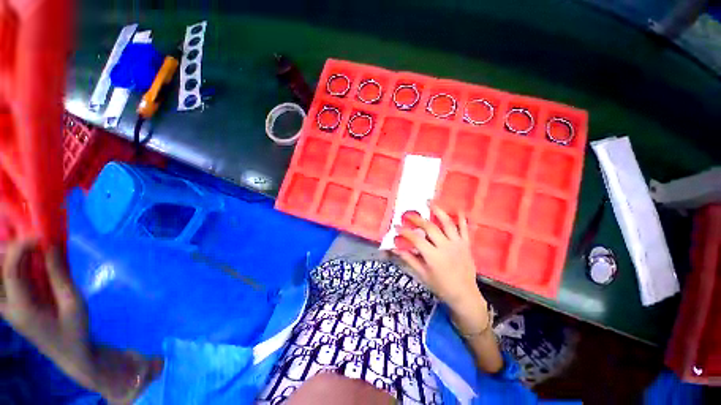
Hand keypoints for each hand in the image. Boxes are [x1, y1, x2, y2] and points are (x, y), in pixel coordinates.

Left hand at [0, 240, 157, 402]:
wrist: (72, 353)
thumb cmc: (76, 330)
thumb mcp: (74, 303)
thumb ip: (59, 275)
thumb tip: (51, 245)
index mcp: (22, 308)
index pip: (10, 269)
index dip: (22, 247)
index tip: (41, 236)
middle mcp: (7, 307)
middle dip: (8, 250)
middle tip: (31, 242)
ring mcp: (7, 308)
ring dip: (7, 258)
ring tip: (28, 249)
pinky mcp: (12, 307)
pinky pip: (3, 283)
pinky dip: (10, 267)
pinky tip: (26, 262)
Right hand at [393, 203, 484, 311]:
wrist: (465, 295)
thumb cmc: (441, 286)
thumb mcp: (422, 275)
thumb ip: (409, 259)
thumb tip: (395, 249)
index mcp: (433, 256)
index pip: (416, 239)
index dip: (405, 232)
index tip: (396, 226)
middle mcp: (445, 247)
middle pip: (430, 227)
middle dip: (417, 219)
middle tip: (409, 214)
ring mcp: (457, 244)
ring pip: (447, 223)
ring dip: (438, 211)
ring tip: (430, 202)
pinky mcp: (466, 245)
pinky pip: (464, 229)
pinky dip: (461, 219)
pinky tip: (458, 209)